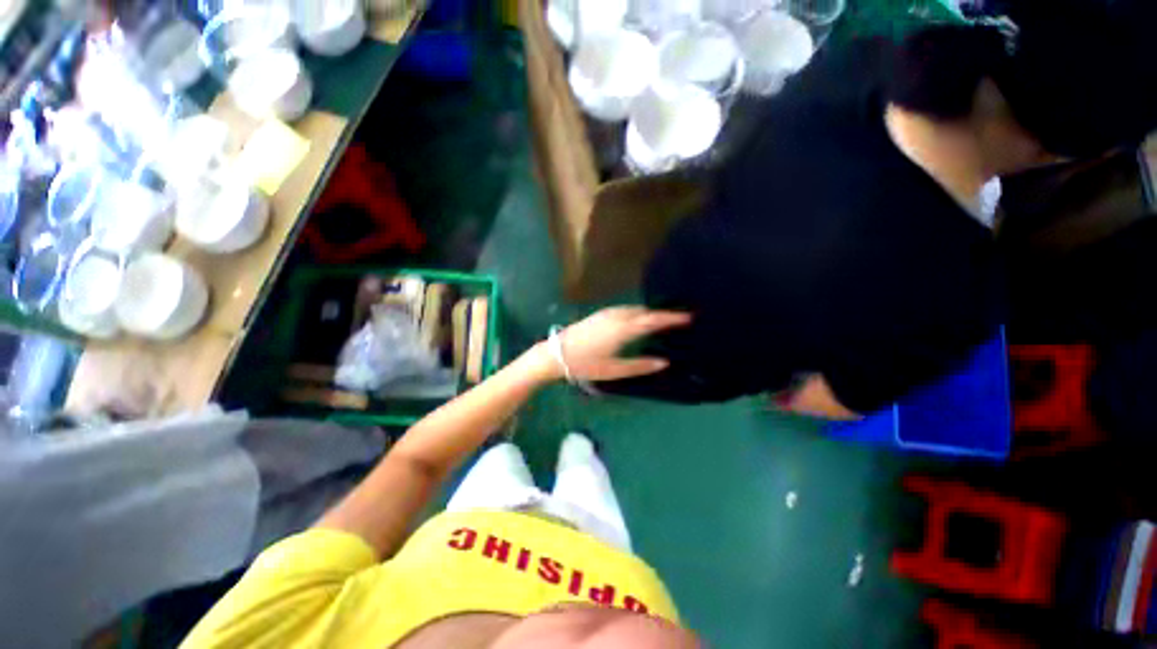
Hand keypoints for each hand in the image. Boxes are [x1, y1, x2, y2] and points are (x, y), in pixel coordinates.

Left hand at [553, 307, 691, 381]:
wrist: (556, 354)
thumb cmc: (585, 364)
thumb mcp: (614, 369)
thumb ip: (640, 366)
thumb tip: (664, 363)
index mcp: (623, 329)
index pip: (653, 320)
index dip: (671, 317)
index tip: (688, 316)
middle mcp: (617, 316)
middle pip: (644, 311)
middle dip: (661, 314)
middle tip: (677, 319)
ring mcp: (606, 313)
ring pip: (633, 309)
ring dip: (648, 312)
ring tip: (660, 319)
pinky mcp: (599, 314)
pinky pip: (624, 309)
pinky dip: (636, 312)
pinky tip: (637, 319)